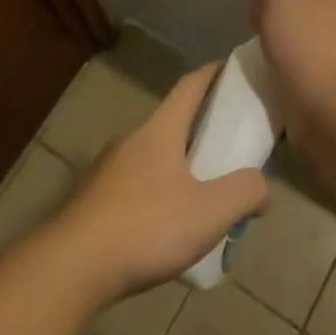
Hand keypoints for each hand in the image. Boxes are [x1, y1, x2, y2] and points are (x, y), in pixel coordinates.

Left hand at [55, 64, 269, 305]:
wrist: (73, 266)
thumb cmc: (146, 227)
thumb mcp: (209, 212)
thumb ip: (244, 192)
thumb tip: (262, 187)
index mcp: (159, 130)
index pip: (190, 86)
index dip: (214, 73)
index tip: (234, 68)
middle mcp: (132, 139)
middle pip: (173, 120)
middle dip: (203, 127)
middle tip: (232, 145)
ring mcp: (109, 168)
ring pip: (155, 155)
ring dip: (182, 164)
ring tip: (206, 193)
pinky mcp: (96, 198)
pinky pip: (138, 183)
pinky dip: (161, 190)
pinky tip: (170, 225)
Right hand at [251, 0, 335, 148]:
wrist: (334, 119)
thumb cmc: (312, 47)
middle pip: (308, 4)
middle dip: (282, 14)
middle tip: (264, 27)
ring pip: (307, 37)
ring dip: (284, 44)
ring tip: (268, 56)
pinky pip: (309, 67)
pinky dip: (291, 71)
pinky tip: (277, 77)